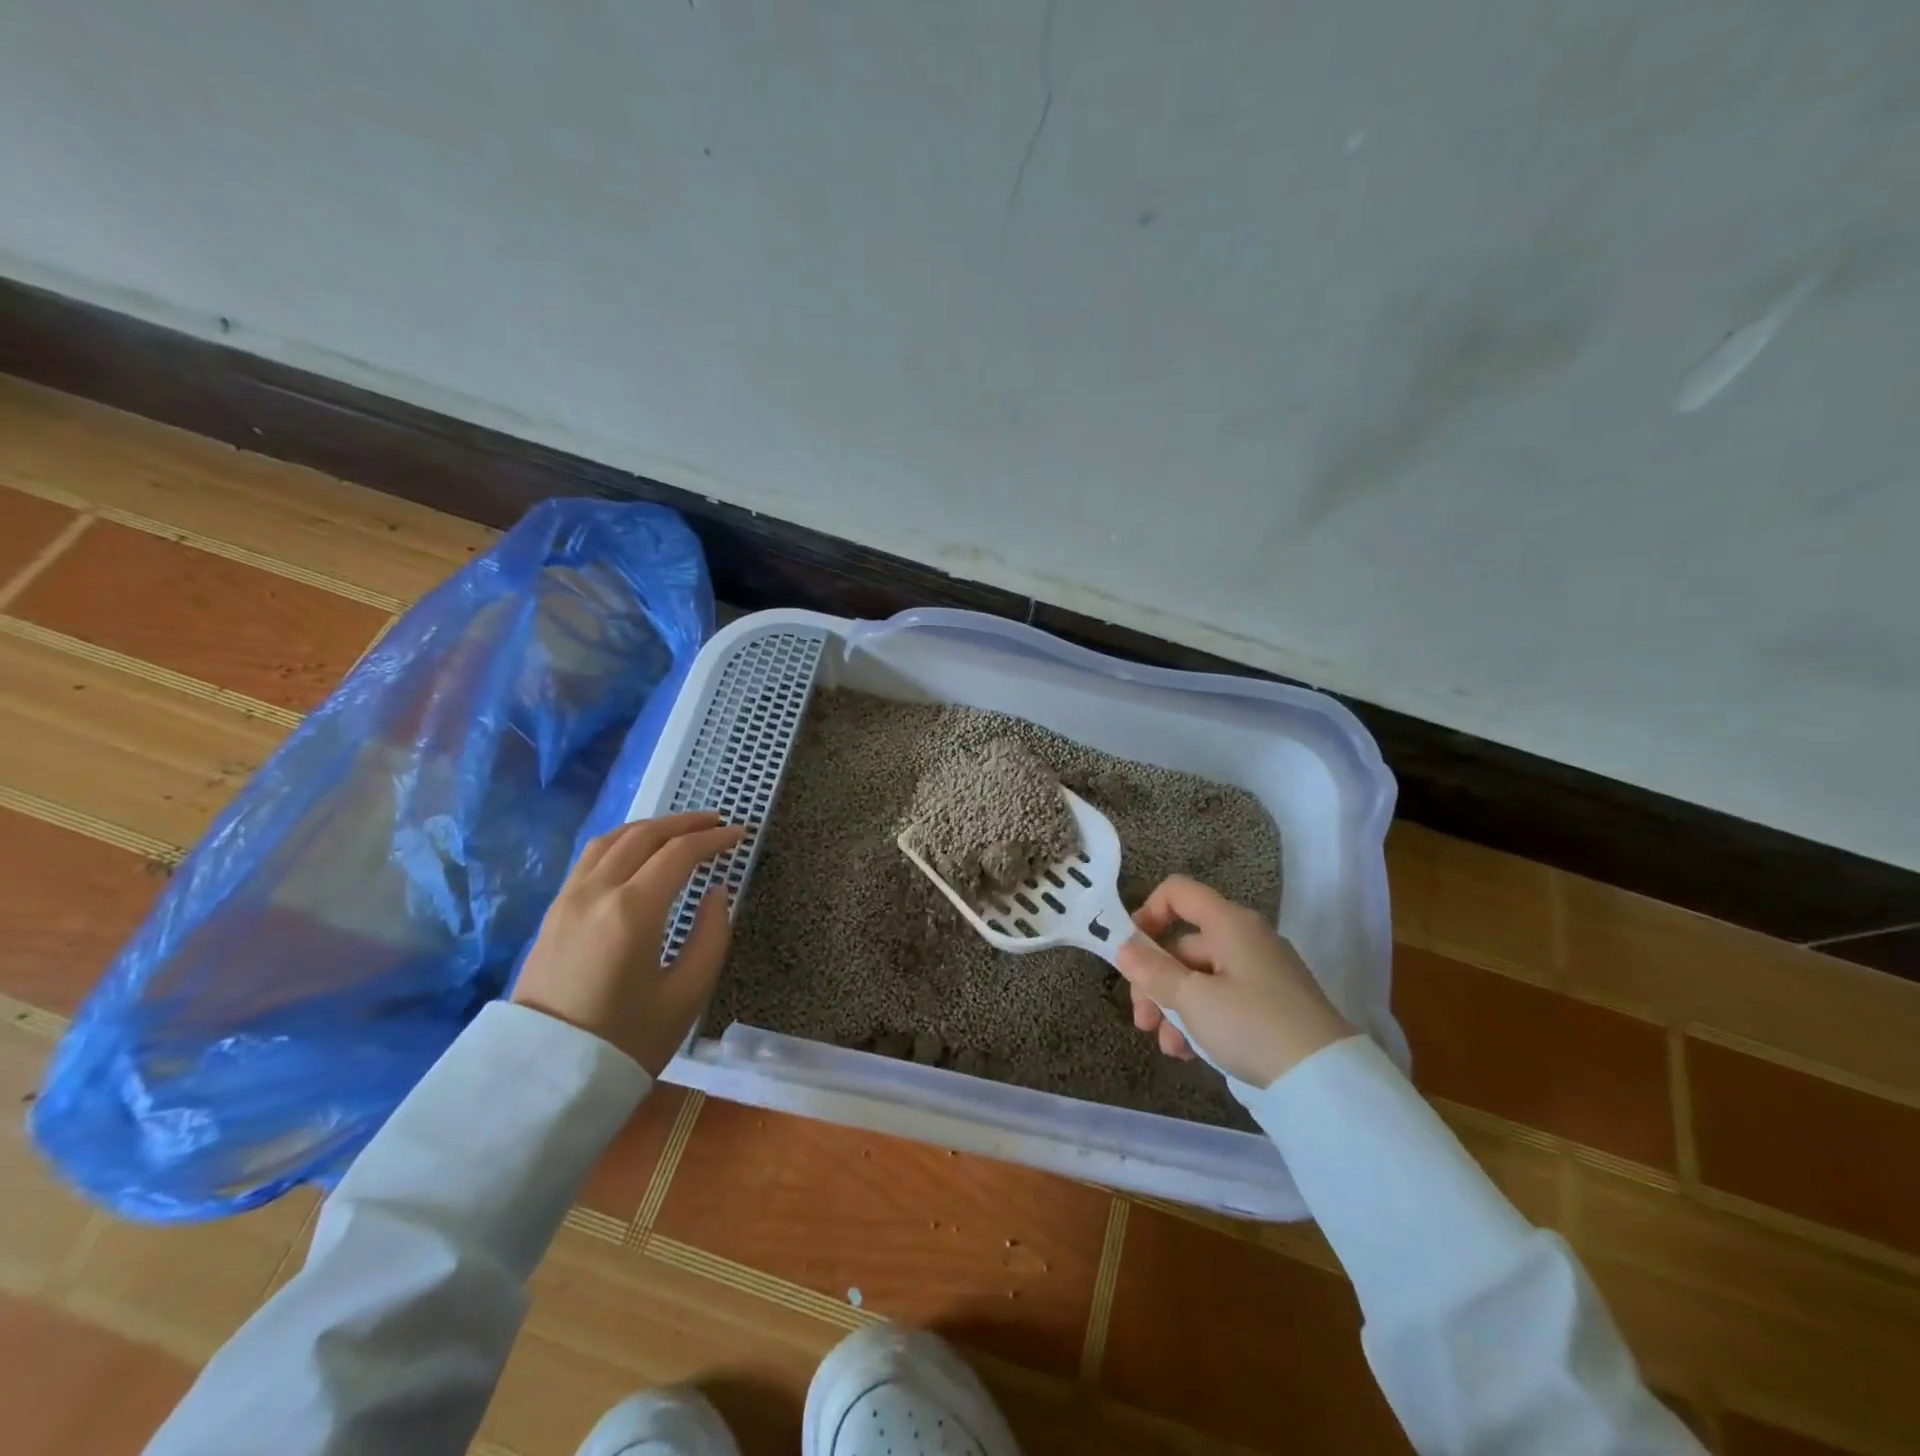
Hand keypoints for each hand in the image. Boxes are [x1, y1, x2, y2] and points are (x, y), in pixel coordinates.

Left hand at [512, 812, 747, 1075]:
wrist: (544, 1079)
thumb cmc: (626, 1041)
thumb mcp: (687, 995)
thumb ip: (711, 936)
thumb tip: (716, 893)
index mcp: (633, 910)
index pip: (679, 854)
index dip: (714, 839)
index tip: (740, 834)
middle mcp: (597, 892)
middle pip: (644, 835)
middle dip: (685, 823)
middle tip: (717, 822)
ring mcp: (569, 899)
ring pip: (612, 839)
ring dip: (650, 827)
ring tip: (679, 830)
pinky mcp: (553, 913)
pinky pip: (590, 858)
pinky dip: (622, 841)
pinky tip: (636, 852)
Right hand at [1115, 875, 1354, 1088]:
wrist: (1327, 1081)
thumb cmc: (1252, 1026)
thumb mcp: (1193, 1000)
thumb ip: (1153, 971)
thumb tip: (1123, 947)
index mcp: (1229, 923)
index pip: (1178, 892)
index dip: (1147, 913)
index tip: (1130, 951)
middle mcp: (1245, 938)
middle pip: (1184, 945)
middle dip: (1156, 981)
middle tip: (1142, 1022)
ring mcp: (1261, 971)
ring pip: (1200, 977)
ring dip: (1175, 1008)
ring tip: (1170, 1049)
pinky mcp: (1272, 1003)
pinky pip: (1223, 998)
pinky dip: (1202, 1019)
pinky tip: (1191, 1053)